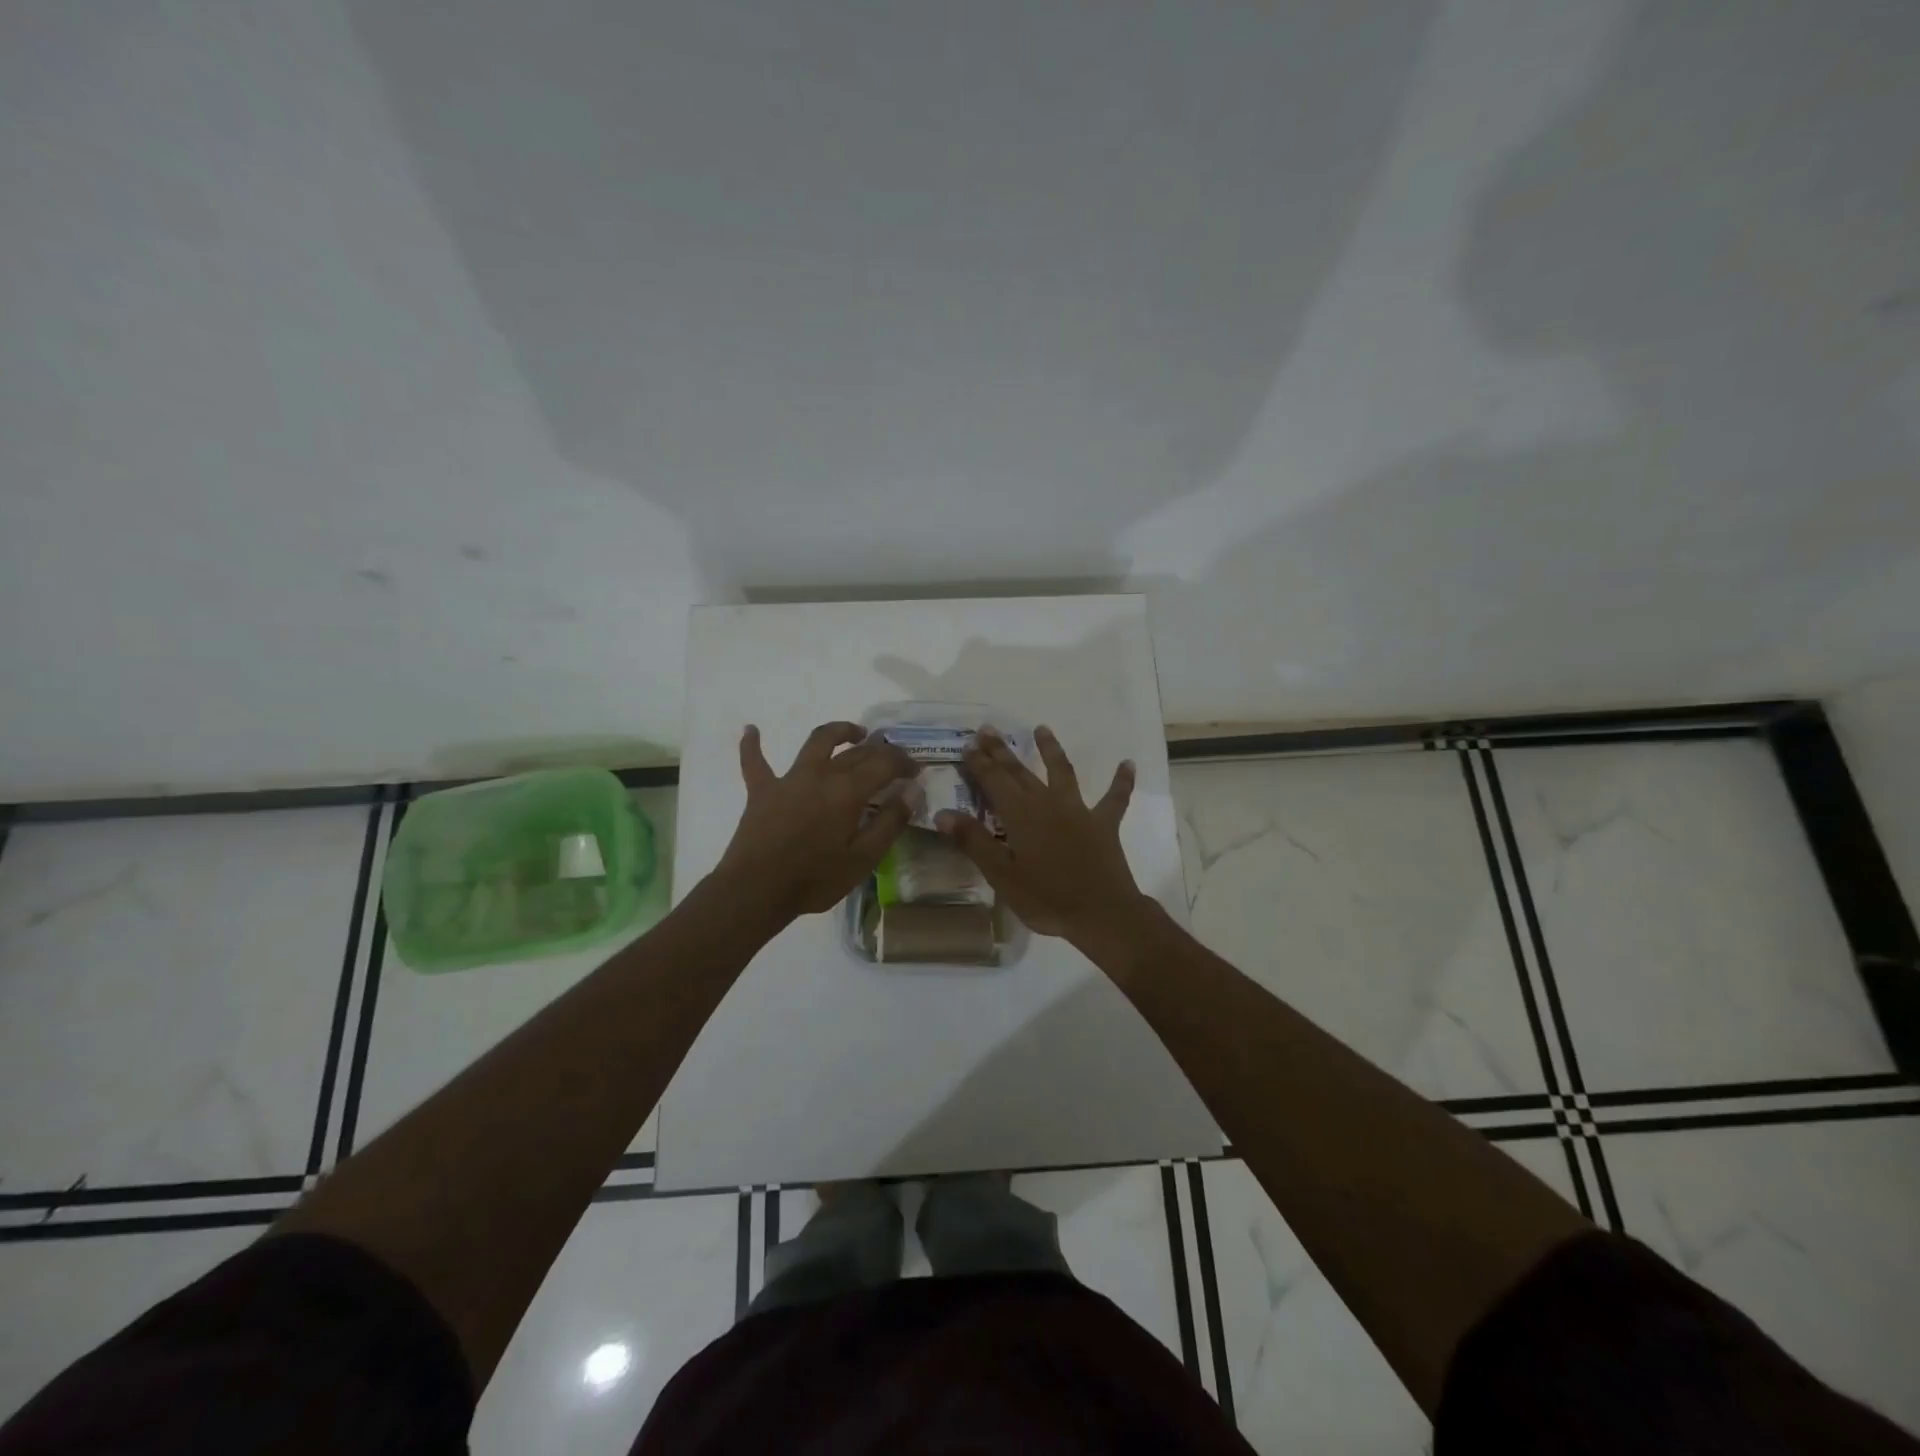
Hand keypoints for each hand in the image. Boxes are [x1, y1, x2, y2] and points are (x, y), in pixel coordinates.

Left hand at [712, 722, 919, 924]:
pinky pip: (755, 761)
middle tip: (893, 758)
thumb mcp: (863, 859)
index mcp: (847, 791)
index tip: (917, 770)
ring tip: (854, 732)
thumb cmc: (814, 879)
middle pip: (855, 752)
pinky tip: (751, 729)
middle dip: (880, 750)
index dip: (904, 762)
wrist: (756, 891)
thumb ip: (889, 822)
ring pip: (816, 742)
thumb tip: (912, 791)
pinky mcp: (761, 790)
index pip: (884, 763)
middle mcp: (820, 774)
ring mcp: (788, 779)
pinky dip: (753, 745)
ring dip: (838, 732)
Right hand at [935, 726, 1149, 944]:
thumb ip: (973, 841)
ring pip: (1062, 772)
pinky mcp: (1104, 824)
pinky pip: (1115, 798)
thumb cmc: (1045, 898)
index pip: (994, 780)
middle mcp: (1048, 803)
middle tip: (989, 730)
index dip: (980, 762)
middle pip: (1021, 771)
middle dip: (1003, 751)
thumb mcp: (1001, 875)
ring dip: (1051, 749)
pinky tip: (1127, 763)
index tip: (968, 744)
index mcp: (1020, 814)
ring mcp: (1079, 810)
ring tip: (1042, 729)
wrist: (1101, 913)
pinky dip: (1121, 780)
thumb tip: (943, 813)